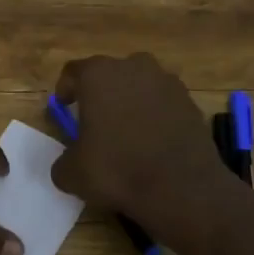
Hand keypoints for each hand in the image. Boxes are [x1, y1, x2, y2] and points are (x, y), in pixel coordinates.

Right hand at [49, 53, 228, 245]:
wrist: (182, 187)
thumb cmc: (116, 170)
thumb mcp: (71, 173)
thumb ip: (63, 161)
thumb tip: (68, 163)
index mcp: (98, 75)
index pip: (73, 72)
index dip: (65, 89)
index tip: (64, 107)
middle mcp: (134, 67)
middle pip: (110, 74)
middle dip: (101, 93)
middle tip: (95, 120)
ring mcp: (167, 82)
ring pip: (140, 86)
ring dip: (130, 102)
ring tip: (126, 132)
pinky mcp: (191, 102)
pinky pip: (164, 103)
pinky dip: (155, 116)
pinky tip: (152, 142)